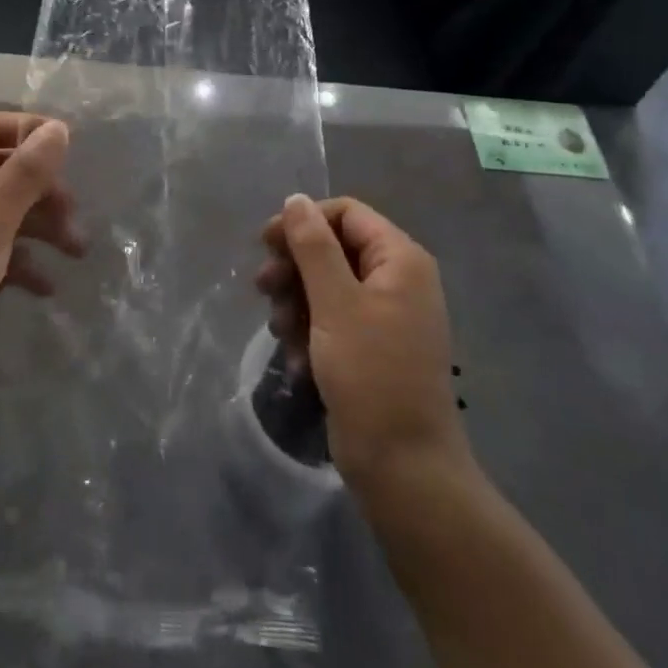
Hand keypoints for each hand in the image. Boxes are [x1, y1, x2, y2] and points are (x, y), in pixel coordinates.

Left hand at [0, 112, 80, 388]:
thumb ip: (26, 172)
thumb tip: (58, 127)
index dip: (28, 131)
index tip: (69, 146)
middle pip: (3, 170)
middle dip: (43, 190)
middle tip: (73, 213)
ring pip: (8, 211)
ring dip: (44, 227)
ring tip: (76, 250)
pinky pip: (2, 249)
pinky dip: (26, 261)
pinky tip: (47, 286)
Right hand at [255, 195, 472, 488]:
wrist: (404, 468)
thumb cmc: (371, 374)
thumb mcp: (335, 303)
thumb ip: (313, 246)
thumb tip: (296, 199)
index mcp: (400, 260)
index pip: (345, 214)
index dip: (303, 221)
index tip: (265, 244)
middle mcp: (397, 280)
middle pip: (333, 249)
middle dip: (295, 268)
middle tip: (263, 289)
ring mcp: (386, 316)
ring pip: (327, 286)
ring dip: (296, 304)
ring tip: (280, 333)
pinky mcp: (373, 348)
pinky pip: (334, 321)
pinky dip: (311, 333)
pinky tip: (297, 361)